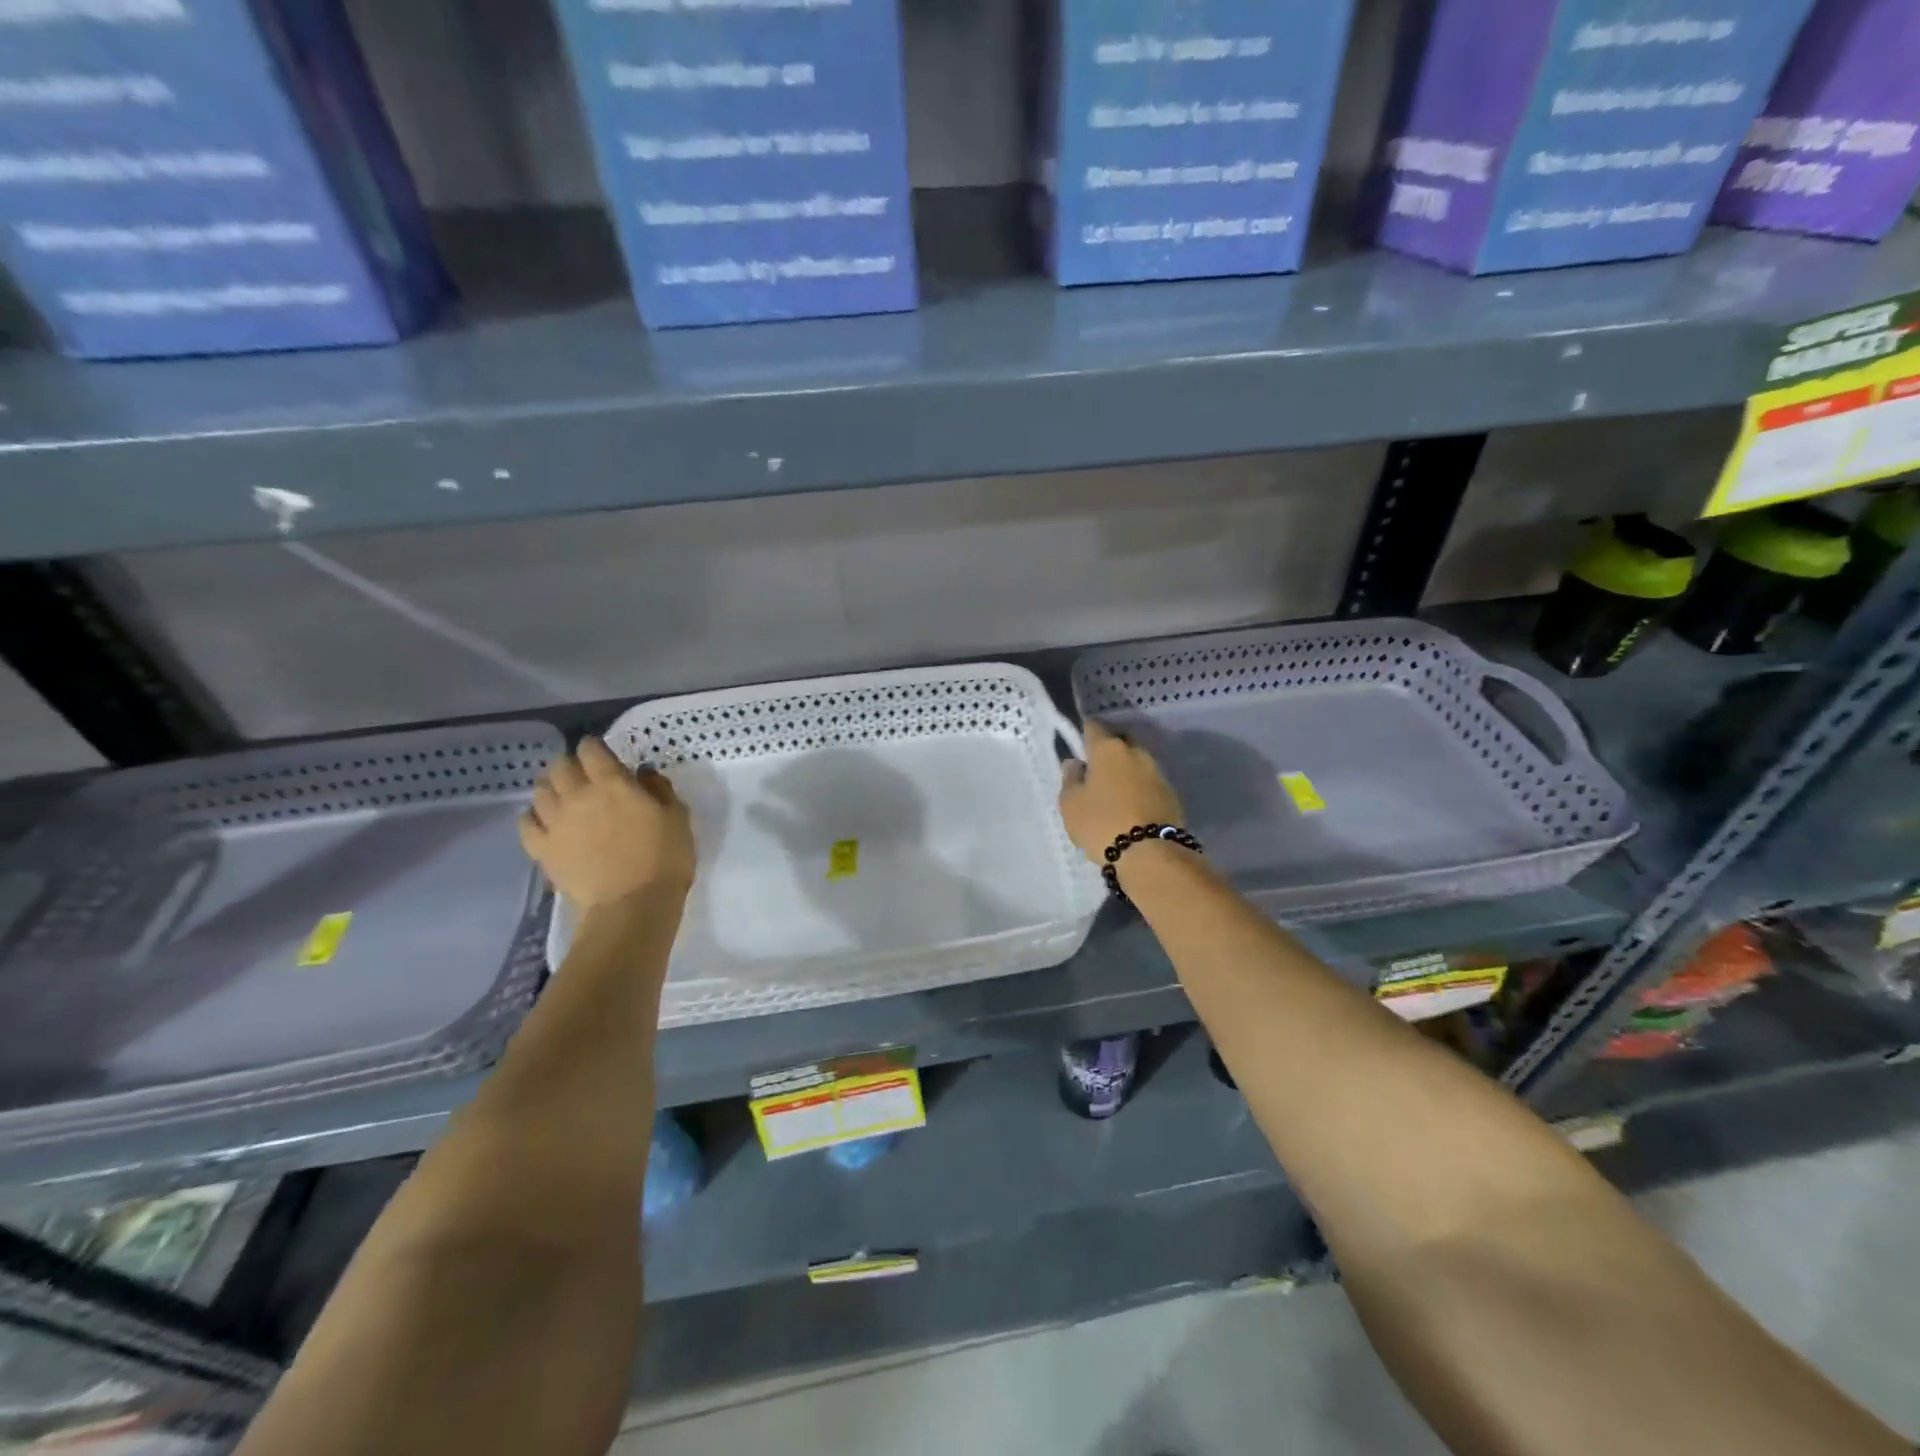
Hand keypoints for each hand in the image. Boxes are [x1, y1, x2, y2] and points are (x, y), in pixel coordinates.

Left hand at [519, 737, 695, 908]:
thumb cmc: (664, 858)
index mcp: (612, 783)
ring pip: (540, 790)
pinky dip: (533, 816)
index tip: (604, 755)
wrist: (632, 905)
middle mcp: (577, 795)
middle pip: (559, 766)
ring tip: (563, 796)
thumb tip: (642, 772)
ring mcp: (555, 822)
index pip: (590, 749)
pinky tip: (545, 821)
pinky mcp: (542, 849)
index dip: (595, 747)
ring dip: (551, 787)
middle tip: (584, 775)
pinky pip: (525, 823)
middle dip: (570, 765)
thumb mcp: (677, 817)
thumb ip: (659, 789)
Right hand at [1058, 720, 1185, 862]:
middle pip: (1119, 743)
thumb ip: (1070, 779)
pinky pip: (1148, 784)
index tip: (1078, 751)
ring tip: (1113, 796)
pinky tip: (1131, 809)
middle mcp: (1136, 752)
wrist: (1150, 854)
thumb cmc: (1101, 823)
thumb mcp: (1071, 804)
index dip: (1084, 736)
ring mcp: (1157, 772)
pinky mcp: (1171, 794)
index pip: (1093, 727)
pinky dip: (1139, 790)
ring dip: (1125, 773)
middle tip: (1095, 775)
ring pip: (1136, 764)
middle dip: (1107, 753)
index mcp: (1108, 748)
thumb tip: (1076, 763)